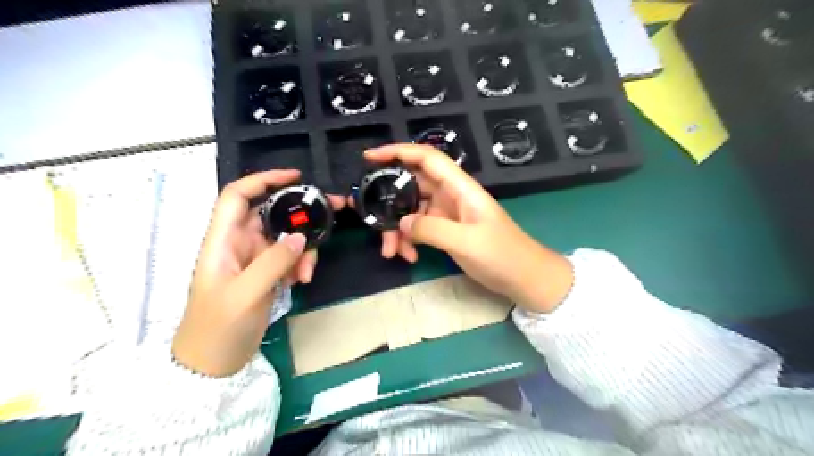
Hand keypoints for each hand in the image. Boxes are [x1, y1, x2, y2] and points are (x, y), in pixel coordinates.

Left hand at [172, 169, 343, 374]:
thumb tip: (300, 236)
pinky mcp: (266, 273)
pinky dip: (300, 264)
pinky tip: (301, 281)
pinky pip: (289, 257)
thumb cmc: (217, 327)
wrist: (212, 364)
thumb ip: (273, 262)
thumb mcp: (245, 294)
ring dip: (303, 248)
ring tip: (307, 272)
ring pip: (285, 237)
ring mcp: (254, 259)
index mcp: (222, 241)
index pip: (238, 196)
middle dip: (300, 212)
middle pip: (271, 213)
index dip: (263, 180)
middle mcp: (238, 243)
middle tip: (333, 212)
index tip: (296, 178)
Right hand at [362, 145, 571, 313]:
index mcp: (460, 188)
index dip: (398, 151)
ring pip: (411, 210)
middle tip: (366, 216)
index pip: (427, 158)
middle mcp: (451, 195)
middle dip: (388, 201)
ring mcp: (447, 213)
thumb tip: (401, 222)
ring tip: (390, 252)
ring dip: (397, 228)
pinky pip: (419, 228)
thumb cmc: (502, 255)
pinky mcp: (446, 230)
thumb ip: (431, 229)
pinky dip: (409, 240)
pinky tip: (409, 257)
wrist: (524, 277)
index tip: (369, 158)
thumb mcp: (466, 242)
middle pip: (412, 186)